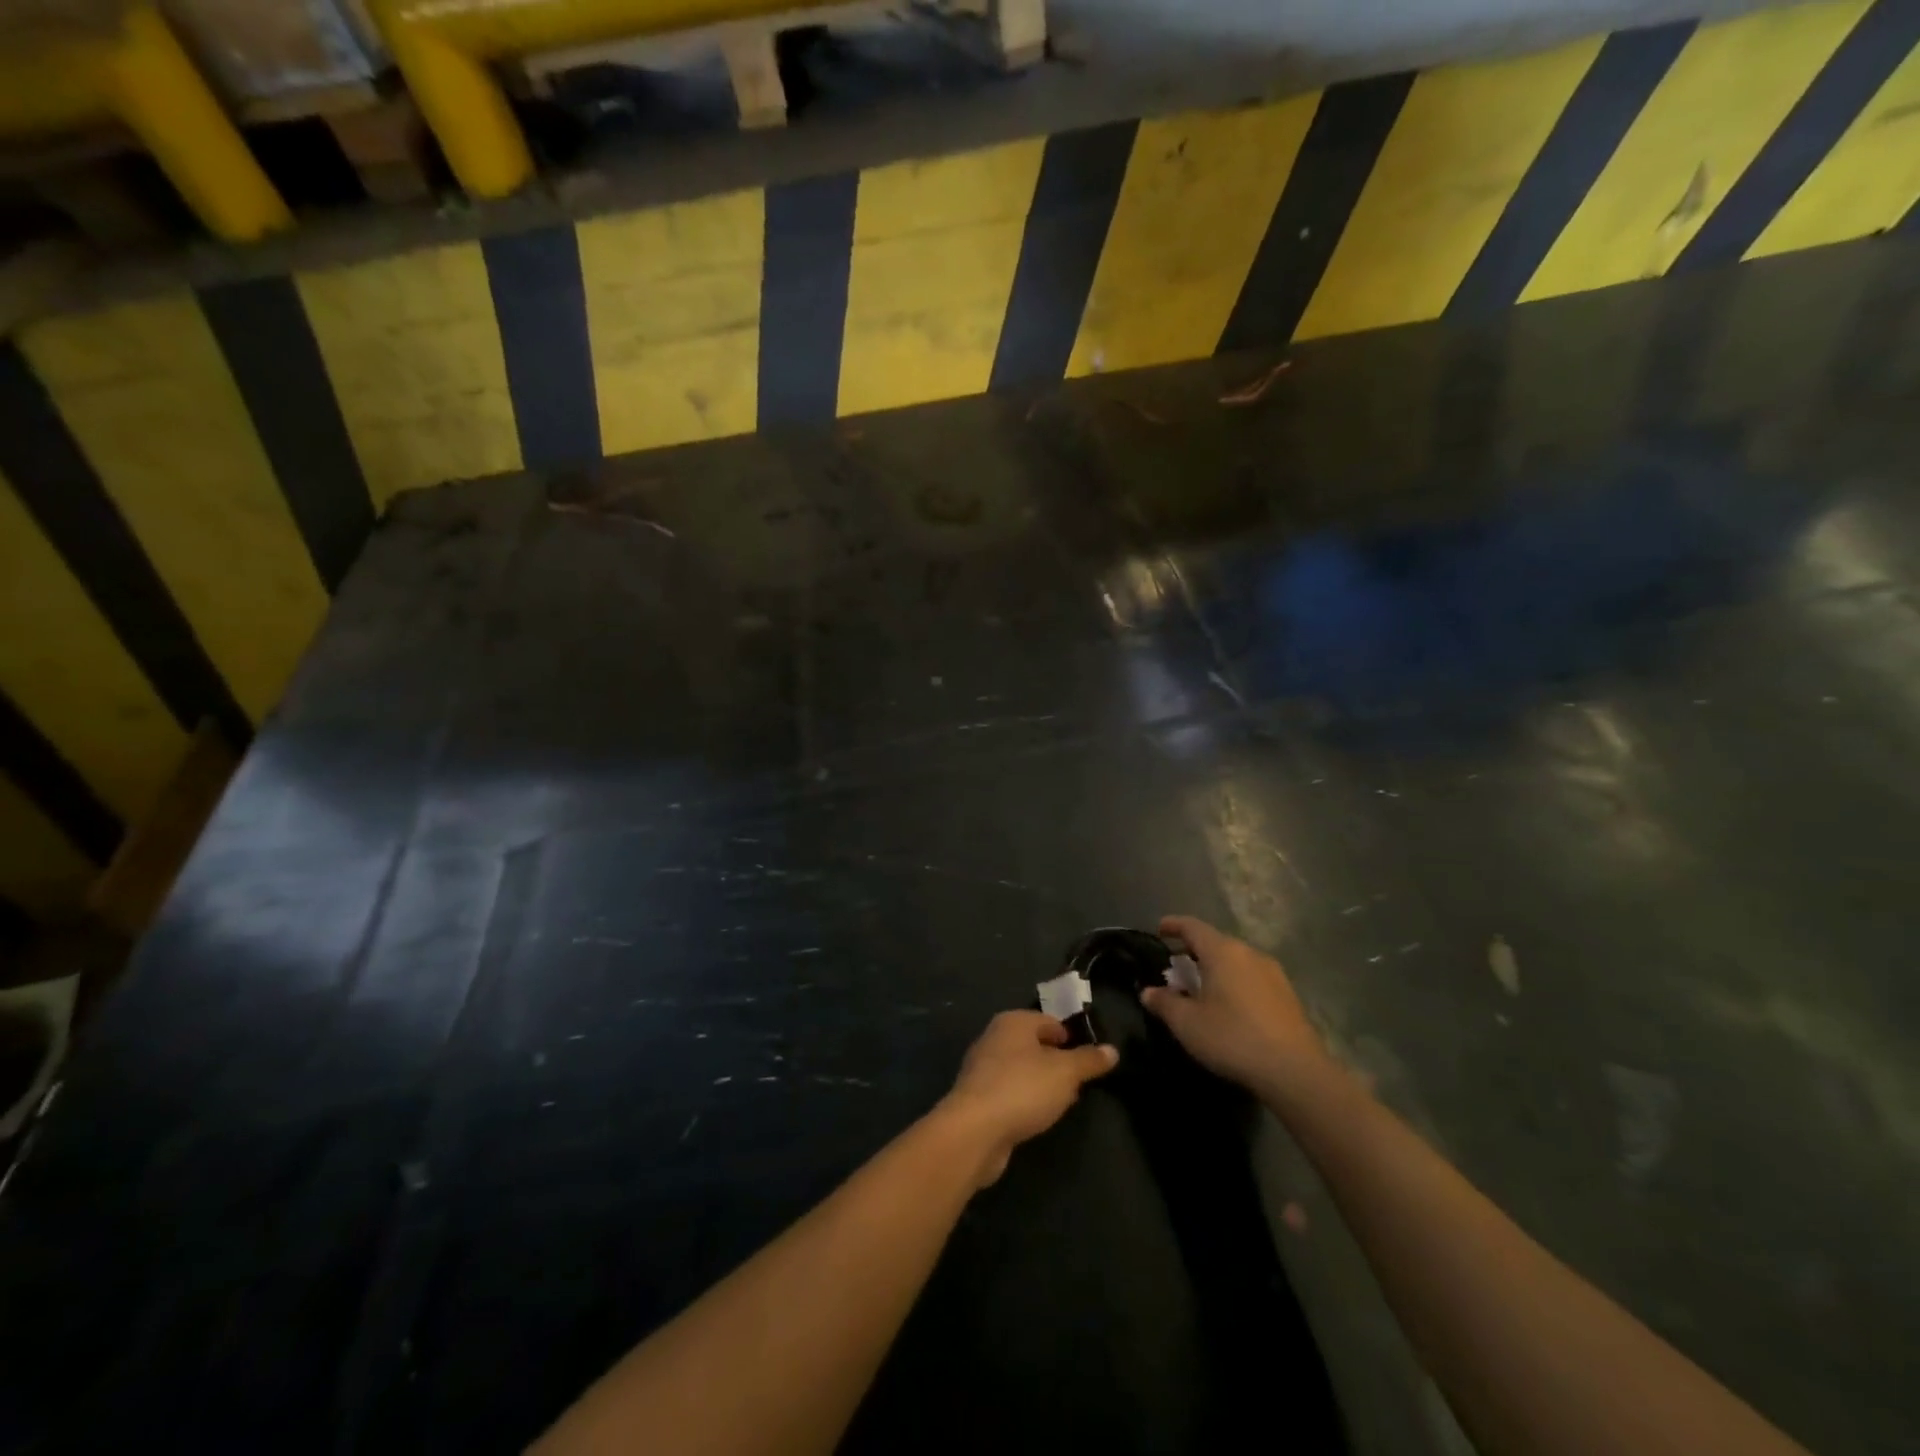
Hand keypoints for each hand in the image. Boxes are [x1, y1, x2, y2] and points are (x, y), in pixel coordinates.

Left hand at [937, 1011, 1117, 1185]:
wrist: (975, 1130)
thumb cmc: (1023, 1088)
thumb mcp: (1066, 1072)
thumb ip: (1089, 1060)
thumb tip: (1112, 1050)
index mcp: (1013, 1021)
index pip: (1049, 1021)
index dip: (1070, 1037)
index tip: (1088, 1059)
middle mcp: (994, 1038)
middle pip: (1034, 1045)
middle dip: (1057, 1062)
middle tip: (1078, 1083)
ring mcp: (982, 1068)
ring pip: (1021, 1070)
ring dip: (1041, 1084)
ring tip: (1062, 1103)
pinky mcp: (977, 1098)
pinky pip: (1009, 1092)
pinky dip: (1024, 1100)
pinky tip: (1037, 1118)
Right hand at [1142, 915, 1326, 1097]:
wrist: (1295, 1071)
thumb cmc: (1233, 1038)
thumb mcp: (1187, 1024)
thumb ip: (1163, 1003)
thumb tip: (1147, 992)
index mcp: (1222, 951)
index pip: (1192, 926)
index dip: (1173, 925)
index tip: (1159, 930)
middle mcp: (1249, 953)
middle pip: (1215, 942)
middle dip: (1192, 952)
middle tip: (1175, 971)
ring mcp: (1273, 972)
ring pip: (1235, 961)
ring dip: (1215, 969)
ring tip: (1202, 990)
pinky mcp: (1287, 994)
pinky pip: (1252, 977)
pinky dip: (1234, 982)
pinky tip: (1230, 1007)